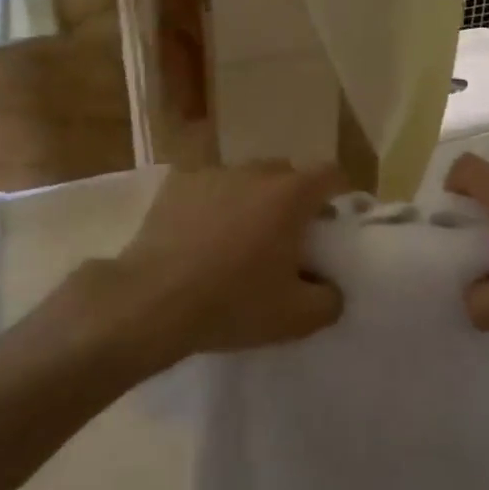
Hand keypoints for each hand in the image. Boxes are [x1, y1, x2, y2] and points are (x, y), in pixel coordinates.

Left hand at [99, 162, 345, 370]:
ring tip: (238, 238)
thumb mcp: (296, 318)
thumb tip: (332, 288)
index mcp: (290, 194)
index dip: (337, 195)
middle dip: (293, 199)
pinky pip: (209, 187)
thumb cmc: (232, 303)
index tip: (330, 225)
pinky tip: (199, 237)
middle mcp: (255, 171)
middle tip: (285, 238)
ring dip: (251, 200)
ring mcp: (214, 173)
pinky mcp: (178, 183)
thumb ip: (330, 300)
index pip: (330, 174)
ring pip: (246, 178)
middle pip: (287, 174)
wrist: (151, 301)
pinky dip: (213, 204)